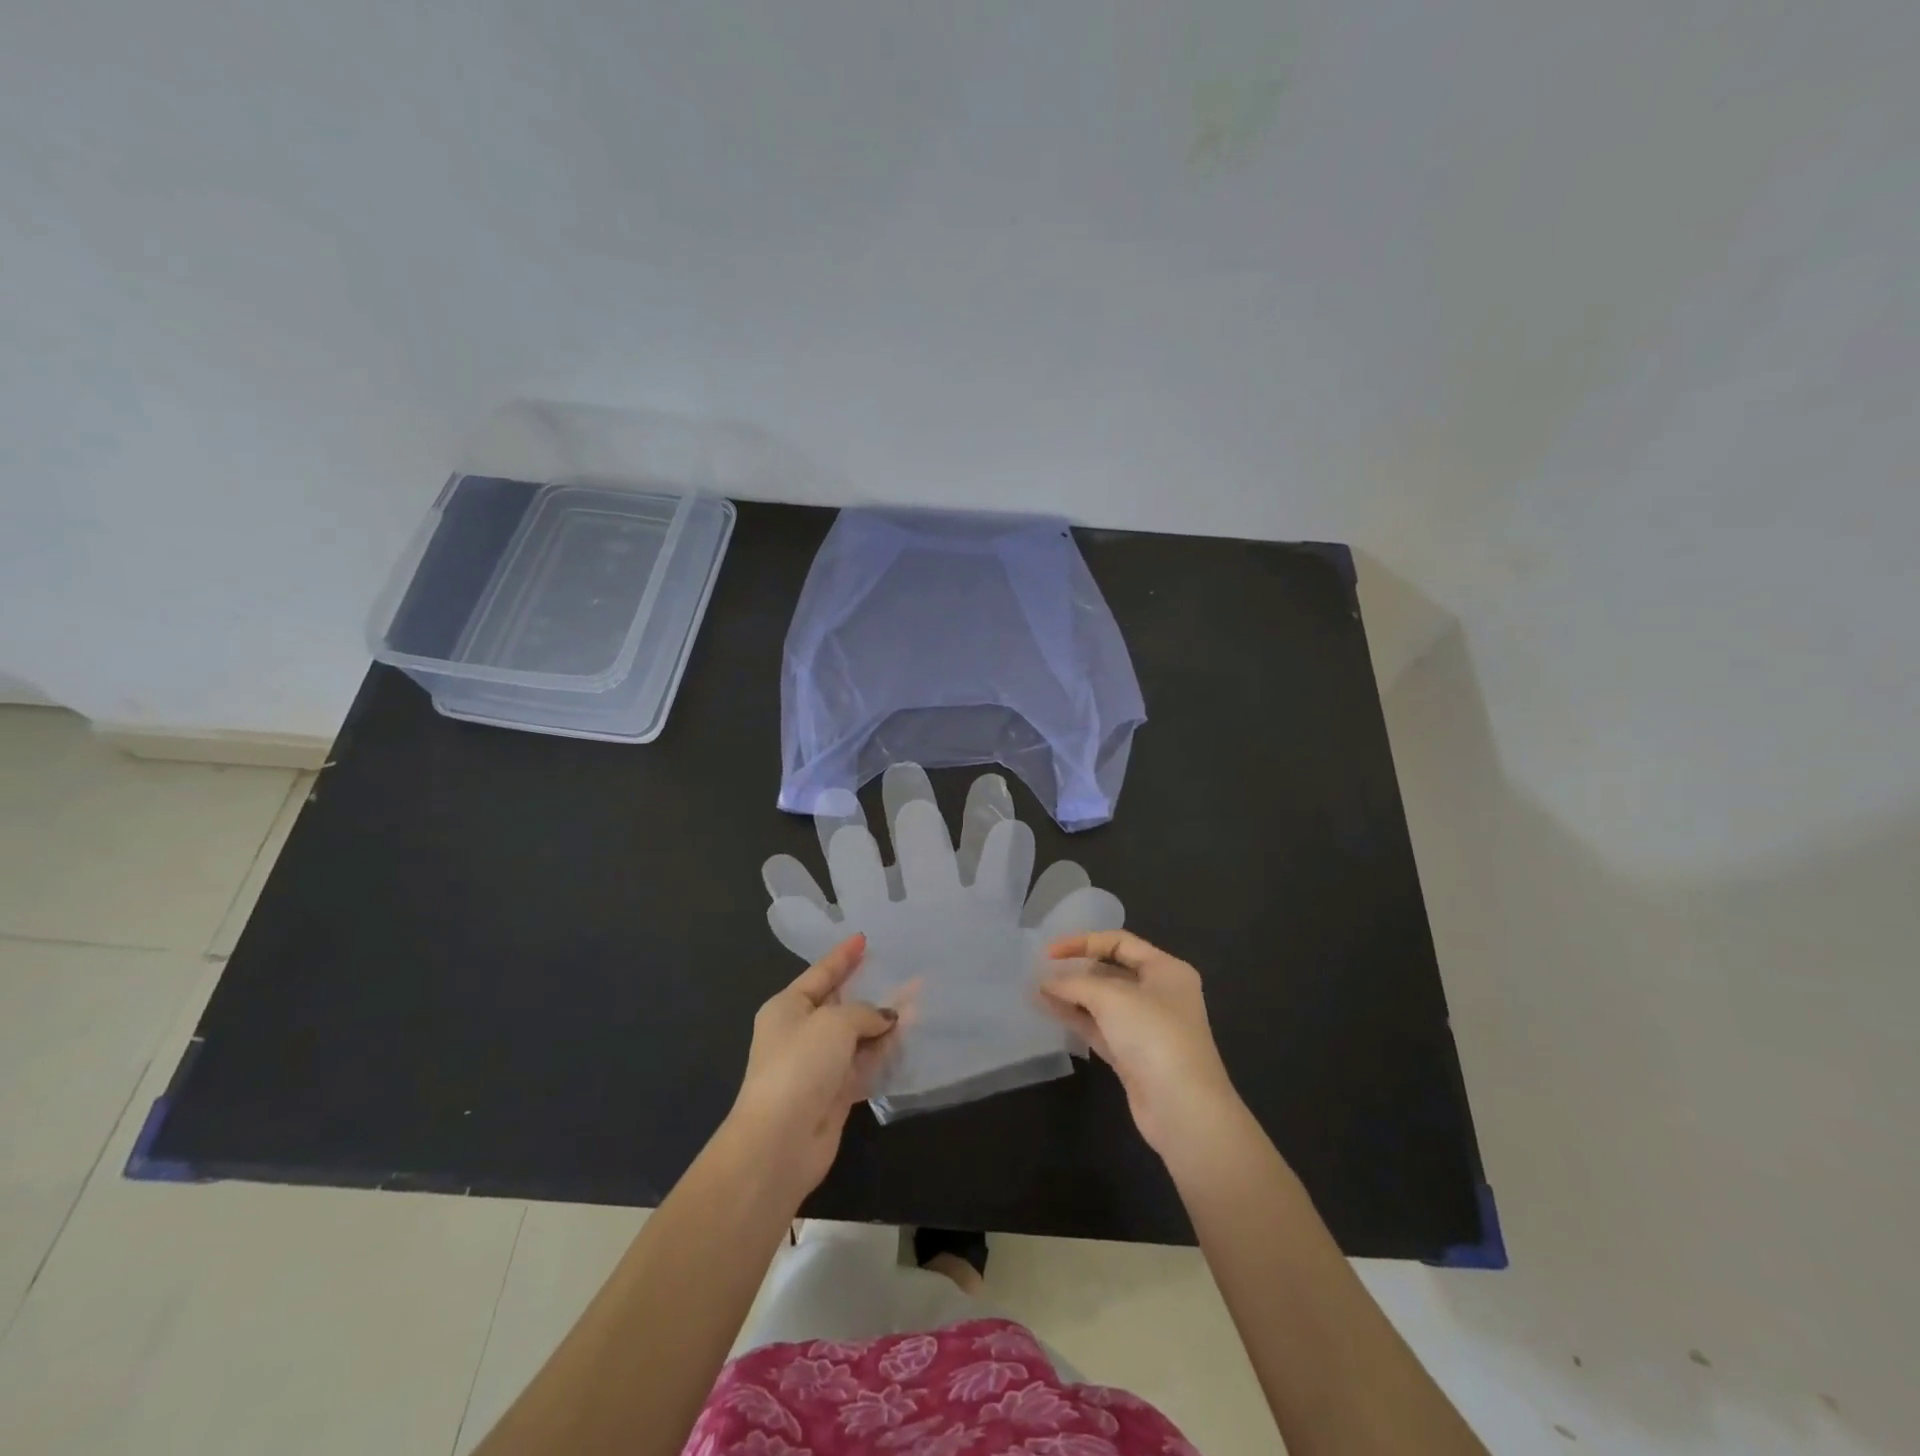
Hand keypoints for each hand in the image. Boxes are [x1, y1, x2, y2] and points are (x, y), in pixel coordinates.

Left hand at [728, 934, 898, 1194]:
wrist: (780, 1143)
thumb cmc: (800, 1066)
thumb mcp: (834, 1023)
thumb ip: (865, 1012)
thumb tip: (885, 1019)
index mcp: (788, 1007)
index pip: (821, 973)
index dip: (844, 956)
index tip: (864, 938)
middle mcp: (801, 1032)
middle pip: (842, 1004)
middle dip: (872, 990)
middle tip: (903, 973)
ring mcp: (818, 1065)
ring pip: (857, 1036)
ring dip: (884, 1023)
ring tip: (918, 1005)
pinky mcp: (834, 1093)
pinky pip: (864, 1064)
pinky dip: (883, 1053)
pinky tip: (907, 1040)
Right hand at [1041, 931, 1242, 1158]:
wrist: (1183, 1109)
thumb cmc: (1154, 1036)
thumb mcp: (1112, 998)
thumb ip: (1075, 984)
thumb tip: (1046, 983)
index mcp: (1166, 969)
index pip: (1120, 942)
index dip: (1083, 942)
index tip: (1049, 952)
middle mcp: (1159, 993)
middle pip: (1112, 971)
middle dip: (1077, 970)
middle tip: (1042, 971)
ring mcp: (1146, 1026)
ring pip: (1103, 1002)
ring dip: (1072, 995)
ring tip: (1038, 990)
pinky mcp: (1133, 1055)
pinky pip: (1100, 1027)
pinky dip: (1076, 1017)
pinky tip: (1049, 1010)